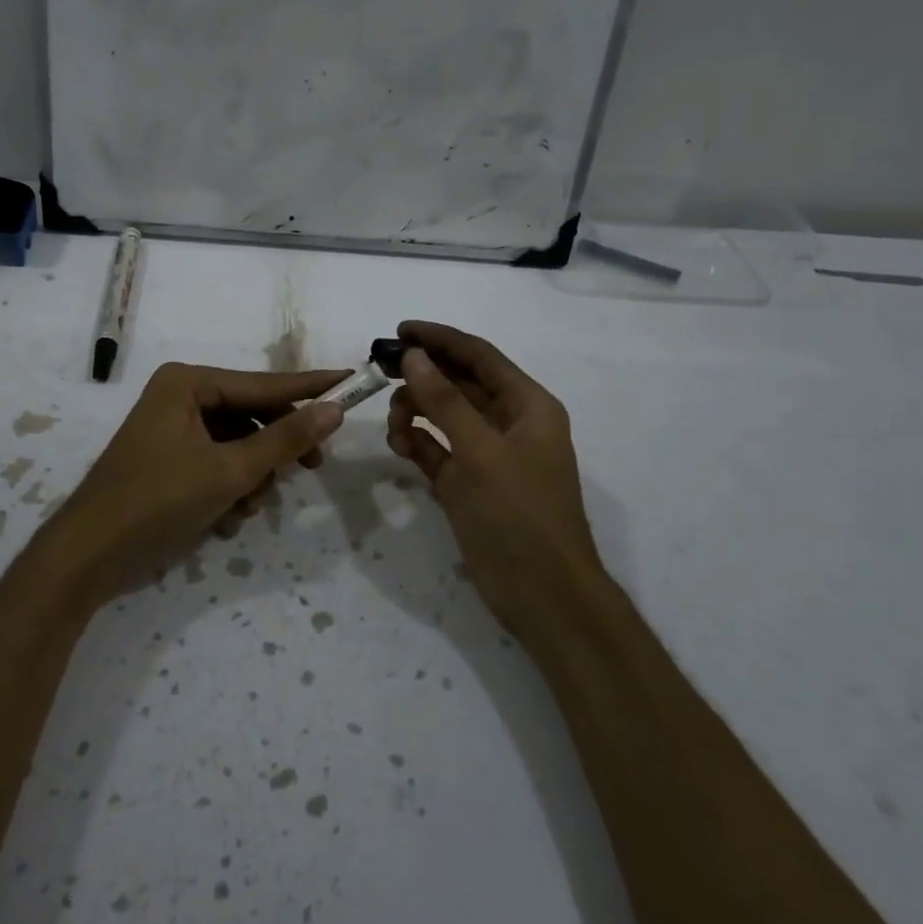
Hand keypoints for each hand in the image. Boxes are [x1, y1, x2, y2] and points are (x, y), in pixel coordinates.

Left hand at [48, 362, 347, 604]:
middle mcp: (180, 396)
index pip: (265, 384)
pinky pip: (216, 462)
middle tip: (313, 467)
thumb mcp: (230, 471)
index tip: (352, 380)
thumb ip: (285, 439)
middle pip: (252, 415)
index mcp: (189, 384)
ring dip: (252, 476)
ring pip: (237, 443)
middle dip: (276, 449)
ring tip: (249, 507)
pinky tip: (228, 518)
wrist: (89, 555)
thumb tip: (334, 408)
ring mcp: (171, 428)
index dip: (311, 387)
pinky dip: (229, 487)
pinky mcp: (168, 459)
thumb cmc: (159, 501)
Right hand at [384, 321, 602, 646]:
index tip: (400, 329)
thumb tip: (414, 356)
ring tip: (394, 422)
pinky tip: (399, 444)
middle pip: (460, 384)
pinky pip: (437, 449)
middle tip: (380, 371)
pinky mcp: (468, 484)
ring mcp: (487, 456)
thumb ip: (445, 401)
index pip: (480, 357)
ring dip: (417, 411)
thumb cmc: (519, 514)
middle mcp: (509, 424)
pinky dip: (417, 442)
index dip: (441, 339)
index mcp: (528, 406)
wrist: (542, 594)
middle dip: (423, 375)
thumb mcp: (481, 452)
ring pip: (445, 416)